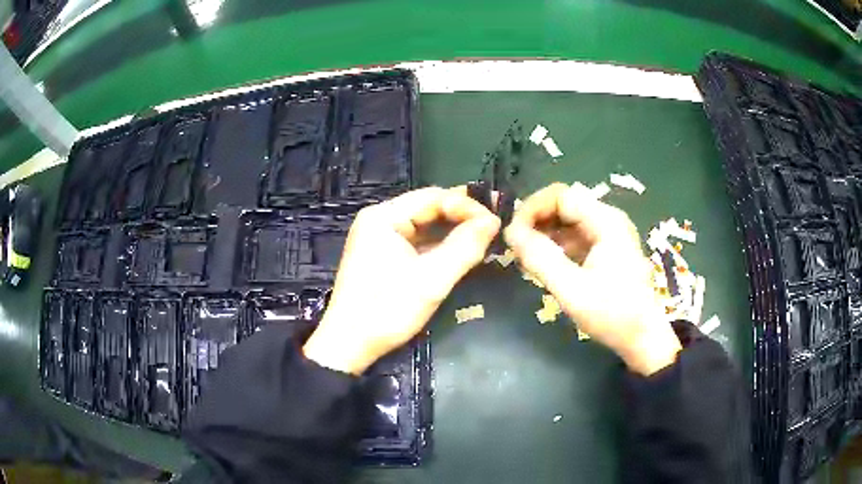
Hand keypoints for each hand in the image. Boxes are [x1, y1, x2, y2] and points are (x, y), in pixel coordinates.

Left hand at [304, 187, 500, 374]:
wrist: (350, 345)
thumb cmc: (387, 310)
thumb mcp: (431, 280)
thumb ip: (464, 247)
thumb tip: (493, 221)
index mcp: (384, 217)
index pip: (433, 197)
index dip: (467, 205)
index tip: (495, 222)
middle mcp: (380, 220)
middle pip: (428, 208)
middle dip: (462, 216)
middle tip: (495, 225)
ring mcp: (380, 238)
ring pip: (424, 225)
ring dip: (453, 230)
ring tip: (484, 236)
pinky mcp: (383, 256)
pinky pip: (417, 242)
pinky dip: (440, 245)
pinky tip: (461, 250)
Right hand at [504, 183, 681, 375]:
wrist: (643, 338)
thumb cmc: (613, 314)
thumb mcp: (572, 289)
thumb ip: (541, 258)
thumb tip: (510, 233)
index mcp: (605, 221)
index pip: (560, 195)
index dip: (532, 209)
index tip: (513, 235)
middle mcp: (608, 220)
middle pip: (564, 204)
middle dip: (536, 221)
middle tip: (516, 248)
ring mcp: (609, 234)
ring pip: (567, 221)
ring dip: (544, 234)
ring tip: (525, 259)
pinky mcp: (606, 249)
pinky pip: (575, 237)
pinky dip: (556, 247)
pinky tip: (543, 266)